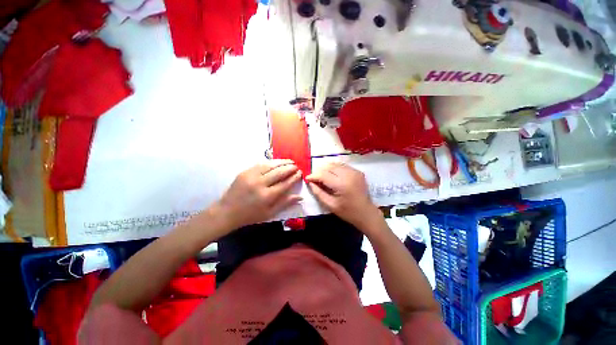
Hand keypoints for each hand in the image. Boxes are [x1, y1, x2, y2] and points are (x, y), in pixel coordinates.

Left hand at [216, 160, 301, 229]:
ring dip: (281, 162)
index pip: (285, 183)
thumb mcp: (269, 213)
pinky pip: (260, 164)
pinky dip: (270, 162)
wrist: (227, 212)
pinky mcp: (244, 172)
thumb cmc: (250, 215)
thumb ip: (285, 203)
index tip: (300, 173)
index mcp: (267, 196)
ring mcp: (251, 176)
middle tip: (296, 166)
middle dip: (290, 168)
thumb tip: (300, 197)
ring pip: (270, 165)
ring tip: (290, 161)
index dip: (294, 177)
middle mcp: (260, 184)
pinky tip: (276, 162)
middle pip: (279, 172)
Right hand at [306, 162, 381, 230]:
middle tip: (315, 178)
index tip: (307, 178)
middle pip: (329, 166)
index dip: (313, 175)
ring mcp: (355, 171)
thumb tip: (310, 182)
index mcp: (342, 184)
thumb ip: (318, 192)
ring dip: (327, 168)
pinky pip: (342, 166)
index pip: (323, 174)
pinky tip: (333, 176)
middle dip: (320, 171)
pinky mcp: (358, 171)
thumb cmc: (348, 212)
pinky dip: (335, 169)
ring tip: (323, 177)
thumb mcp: (330, 205)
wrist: (366, 213)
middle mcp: (349, 174)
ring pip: (335, 164)